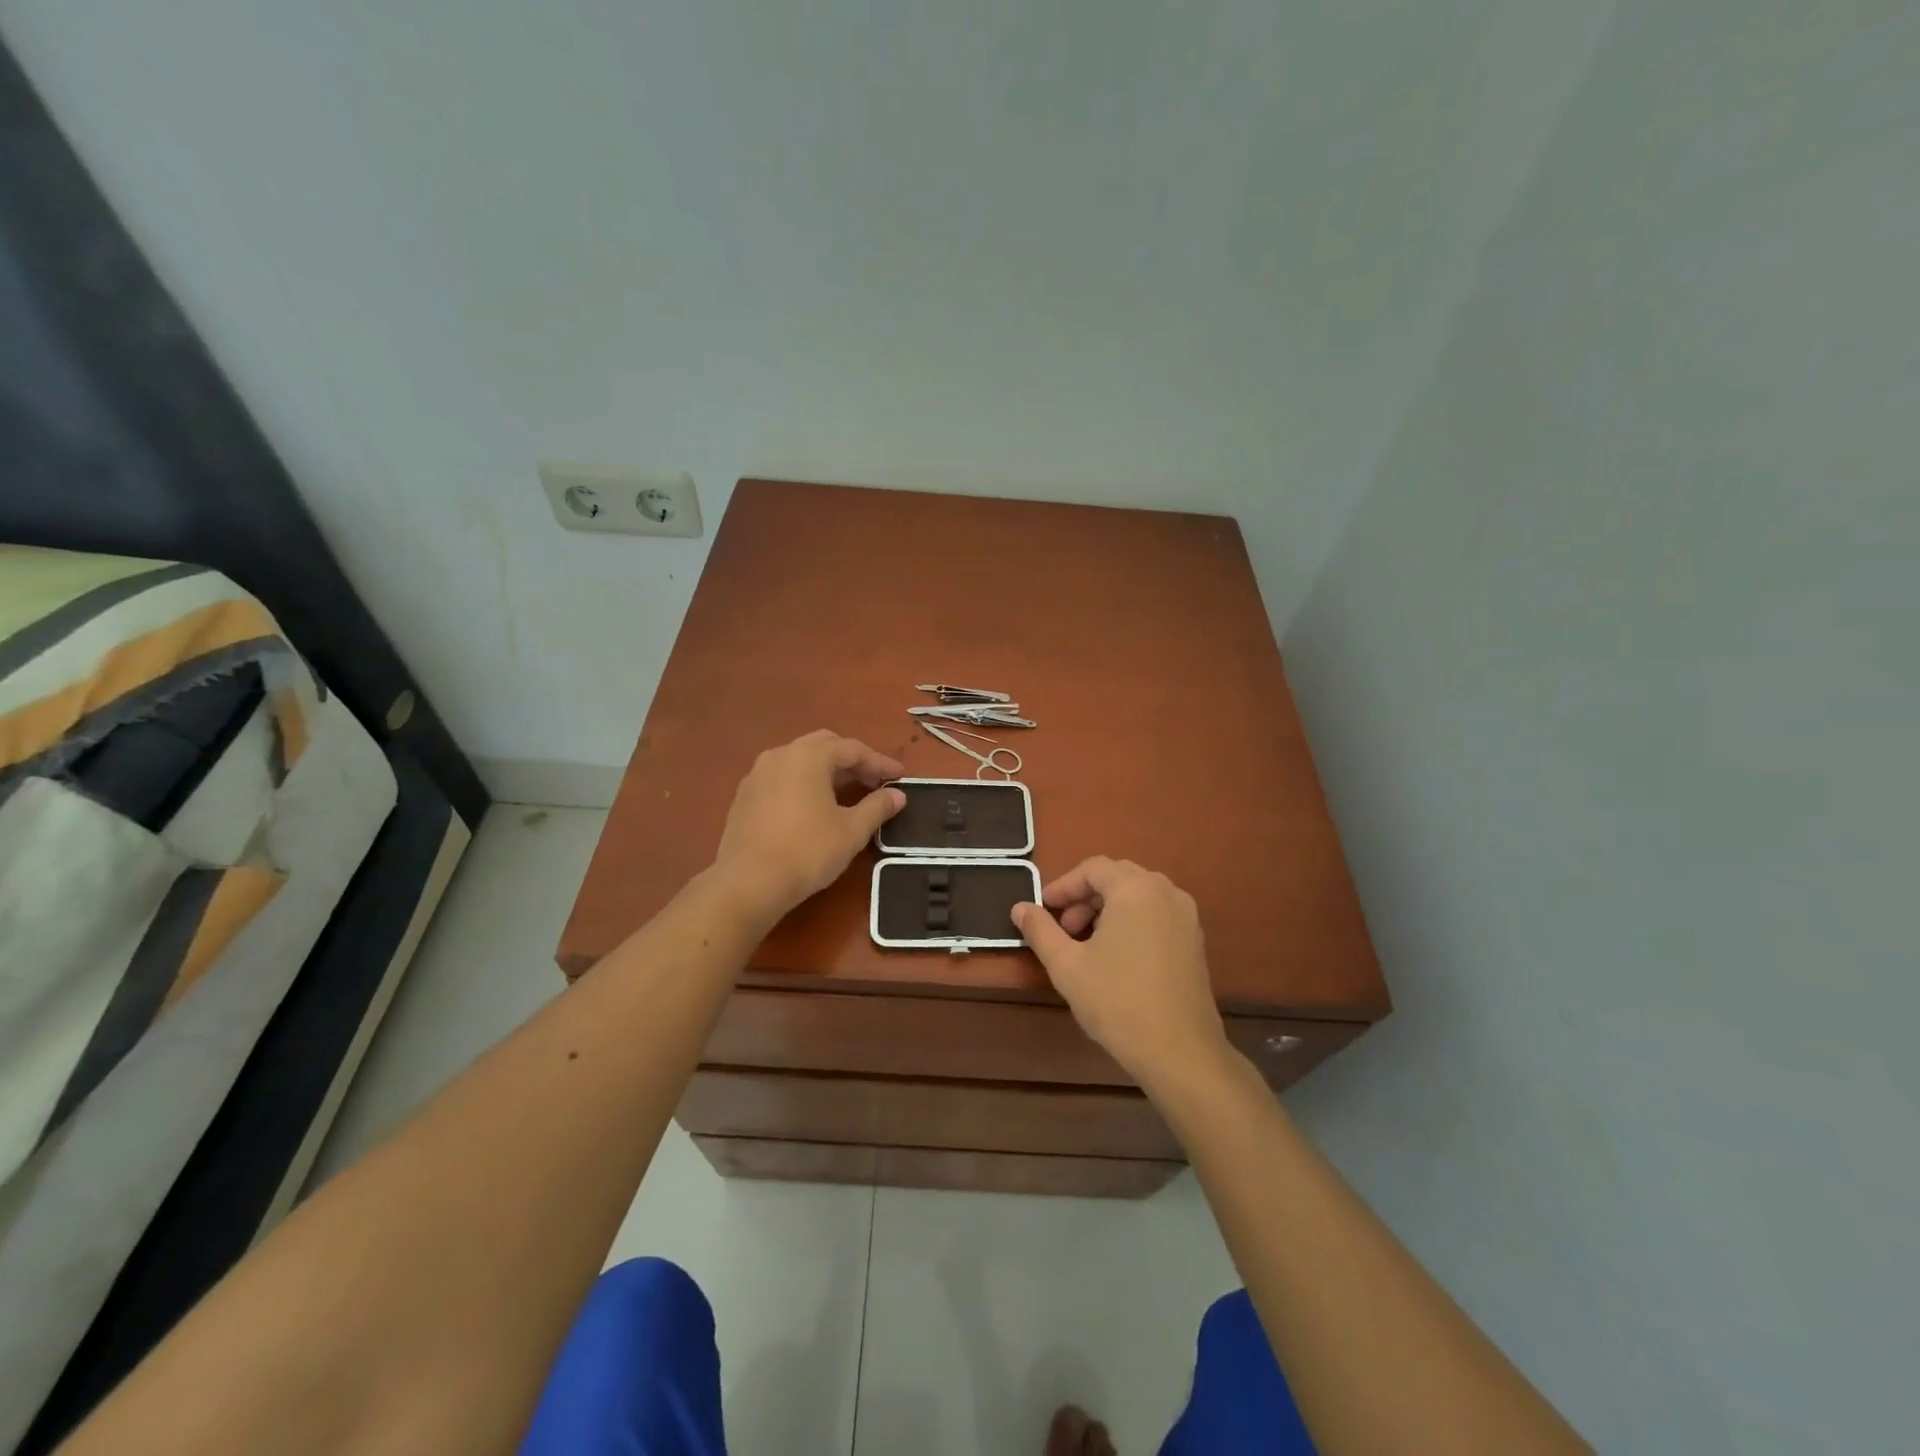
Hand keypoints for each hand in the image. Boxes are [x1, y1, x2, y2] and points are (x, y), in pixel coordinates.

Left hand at [712, 730, 904, 919]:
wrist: (748, 882)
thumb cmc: (807, 851)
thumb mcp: (851, 831)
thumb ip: (877, 808)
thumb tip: (898, 795)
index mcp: (809, 756)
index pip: (852, 749)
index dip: (879, 762)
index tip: (899, 776)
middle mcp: (781, 755)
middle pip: (824, 746)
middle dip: (851, 761)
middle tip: (873, 781)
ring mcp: (757, 774)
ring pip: (799, 760)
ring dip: (825, 771)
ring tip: (845, 793)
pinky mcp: (744, 796)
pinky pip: (781, 778)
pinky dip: (803, 783)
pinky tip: (812, 807)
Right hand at [1013, 857, 1228, 1090]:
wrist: (1180, 1052)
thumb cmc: (1117, 1002)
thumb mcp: (1067, 965)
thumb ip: (1040, 930)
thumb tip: (1019, 907)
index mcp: (1135, 889)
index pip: (1092, 869)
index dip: (1063, 886)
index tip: (1043, 909)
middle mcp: (1165, 891)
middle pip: (1117, 876)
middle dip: (1085, 896)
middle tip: (1064, 927)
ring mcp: (1185, 915)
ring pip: (1138, 894)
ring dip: (1108, 907)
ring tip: (1087, 943)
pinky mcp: (1195, 939)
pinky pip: (1156, 912)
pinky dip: (1132, 919)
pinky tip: (1117, 955)